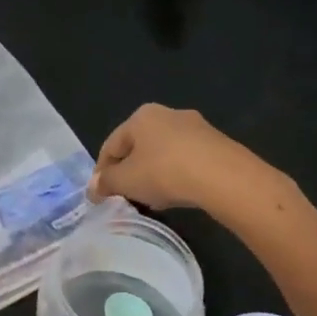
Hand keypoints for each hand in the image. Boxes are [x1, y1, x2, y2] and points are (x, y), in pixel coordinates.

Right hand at [87, 104, 271, 212]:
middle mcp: (167, 114)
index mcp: (140, 116)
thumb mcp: (126, 181)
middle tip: (126, 198)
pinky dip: (177, 176)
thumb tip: (93, 188)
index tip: (99, 195)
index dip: (102, 172)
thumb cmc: (164, 172)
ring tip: (152, 201)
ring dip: (153, 175)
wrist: (223, 177)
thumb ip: (106, 183)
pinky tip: (178, 195)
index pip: (111, 145)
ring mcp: (195, 127)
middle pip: (138, 147)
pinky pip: (186, 160)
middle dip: (130, 173)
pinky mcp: (216, 144)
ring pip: (163, 154)